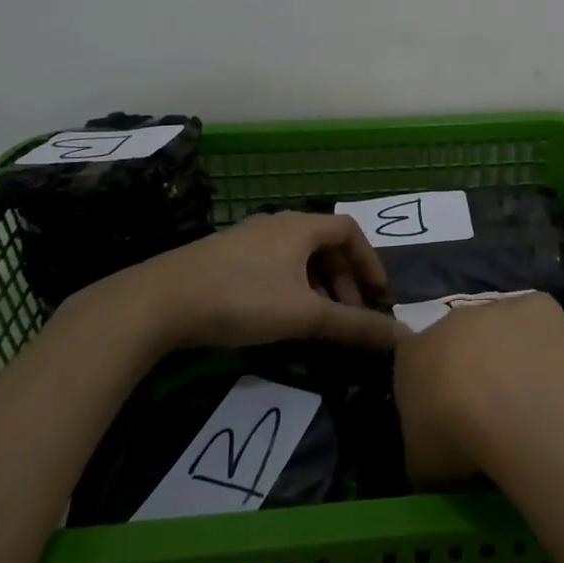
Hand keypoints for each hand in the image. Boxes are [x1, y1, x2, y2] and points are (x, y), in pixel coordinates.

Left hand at [81, 211, 398, 353]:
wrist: (160, 300)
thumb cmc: (242, 299)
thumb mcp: (304, 316)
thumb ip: (354, 327)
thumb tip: (403, 338)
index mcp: (300, 226)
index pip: (349, 230)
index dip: (369, 261)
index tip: (378, 295)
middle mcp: (276, 223)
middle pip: (324, 244)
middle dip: (344, 279)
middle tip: (348, 316)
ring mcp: (247, 237)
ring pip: (296, 256)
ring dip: (317, 285)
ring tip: (317, 321)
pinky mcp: (224, 256)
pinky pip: (272, 264)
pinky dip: (290, 286)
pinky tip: (279, 316)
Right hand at [393, 291, 563, 487]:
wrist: (513, 404)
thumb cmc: (456, 436)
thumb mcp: (422, 465)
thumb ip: (421, 454)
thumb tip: (432, 460)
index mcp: (411, 355)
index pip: (411, 361)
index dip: (429, 388)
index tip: (444, 418)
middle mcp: (450, 321)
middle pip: (457, 341)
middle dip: (469, 369)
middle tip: (488, 412)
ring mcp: (496, 308)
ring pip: (499, 329)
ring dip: (508, 355)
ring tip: (527, 401)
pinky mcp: (538, 305)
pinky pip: (538, 321)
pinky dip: (544, 342)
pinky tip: (555, 375)